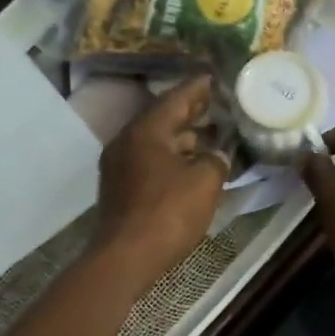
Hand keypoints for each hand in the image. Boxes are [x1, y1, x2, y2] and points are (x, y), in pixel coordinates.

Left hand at [93, 75, 227, 289]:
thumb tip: (215, 157)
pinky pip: (149, 163)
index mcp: (146, 131)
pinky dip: (171, 159)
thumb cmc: (167, 213)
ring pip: (155, 143)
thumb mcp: (205, 182)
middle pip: (161, 119)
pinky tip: (189, 167)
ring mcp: (119, 167)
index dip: (196, 89)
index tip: (212, 78)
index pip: (174, 99)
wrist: (126, 257)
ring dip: (181, 139)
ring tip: (207, 136)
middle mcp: (127, 142)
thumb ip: (215, 161)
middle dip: (189, 113)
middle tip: (213, 104)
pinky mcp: (120, 190)